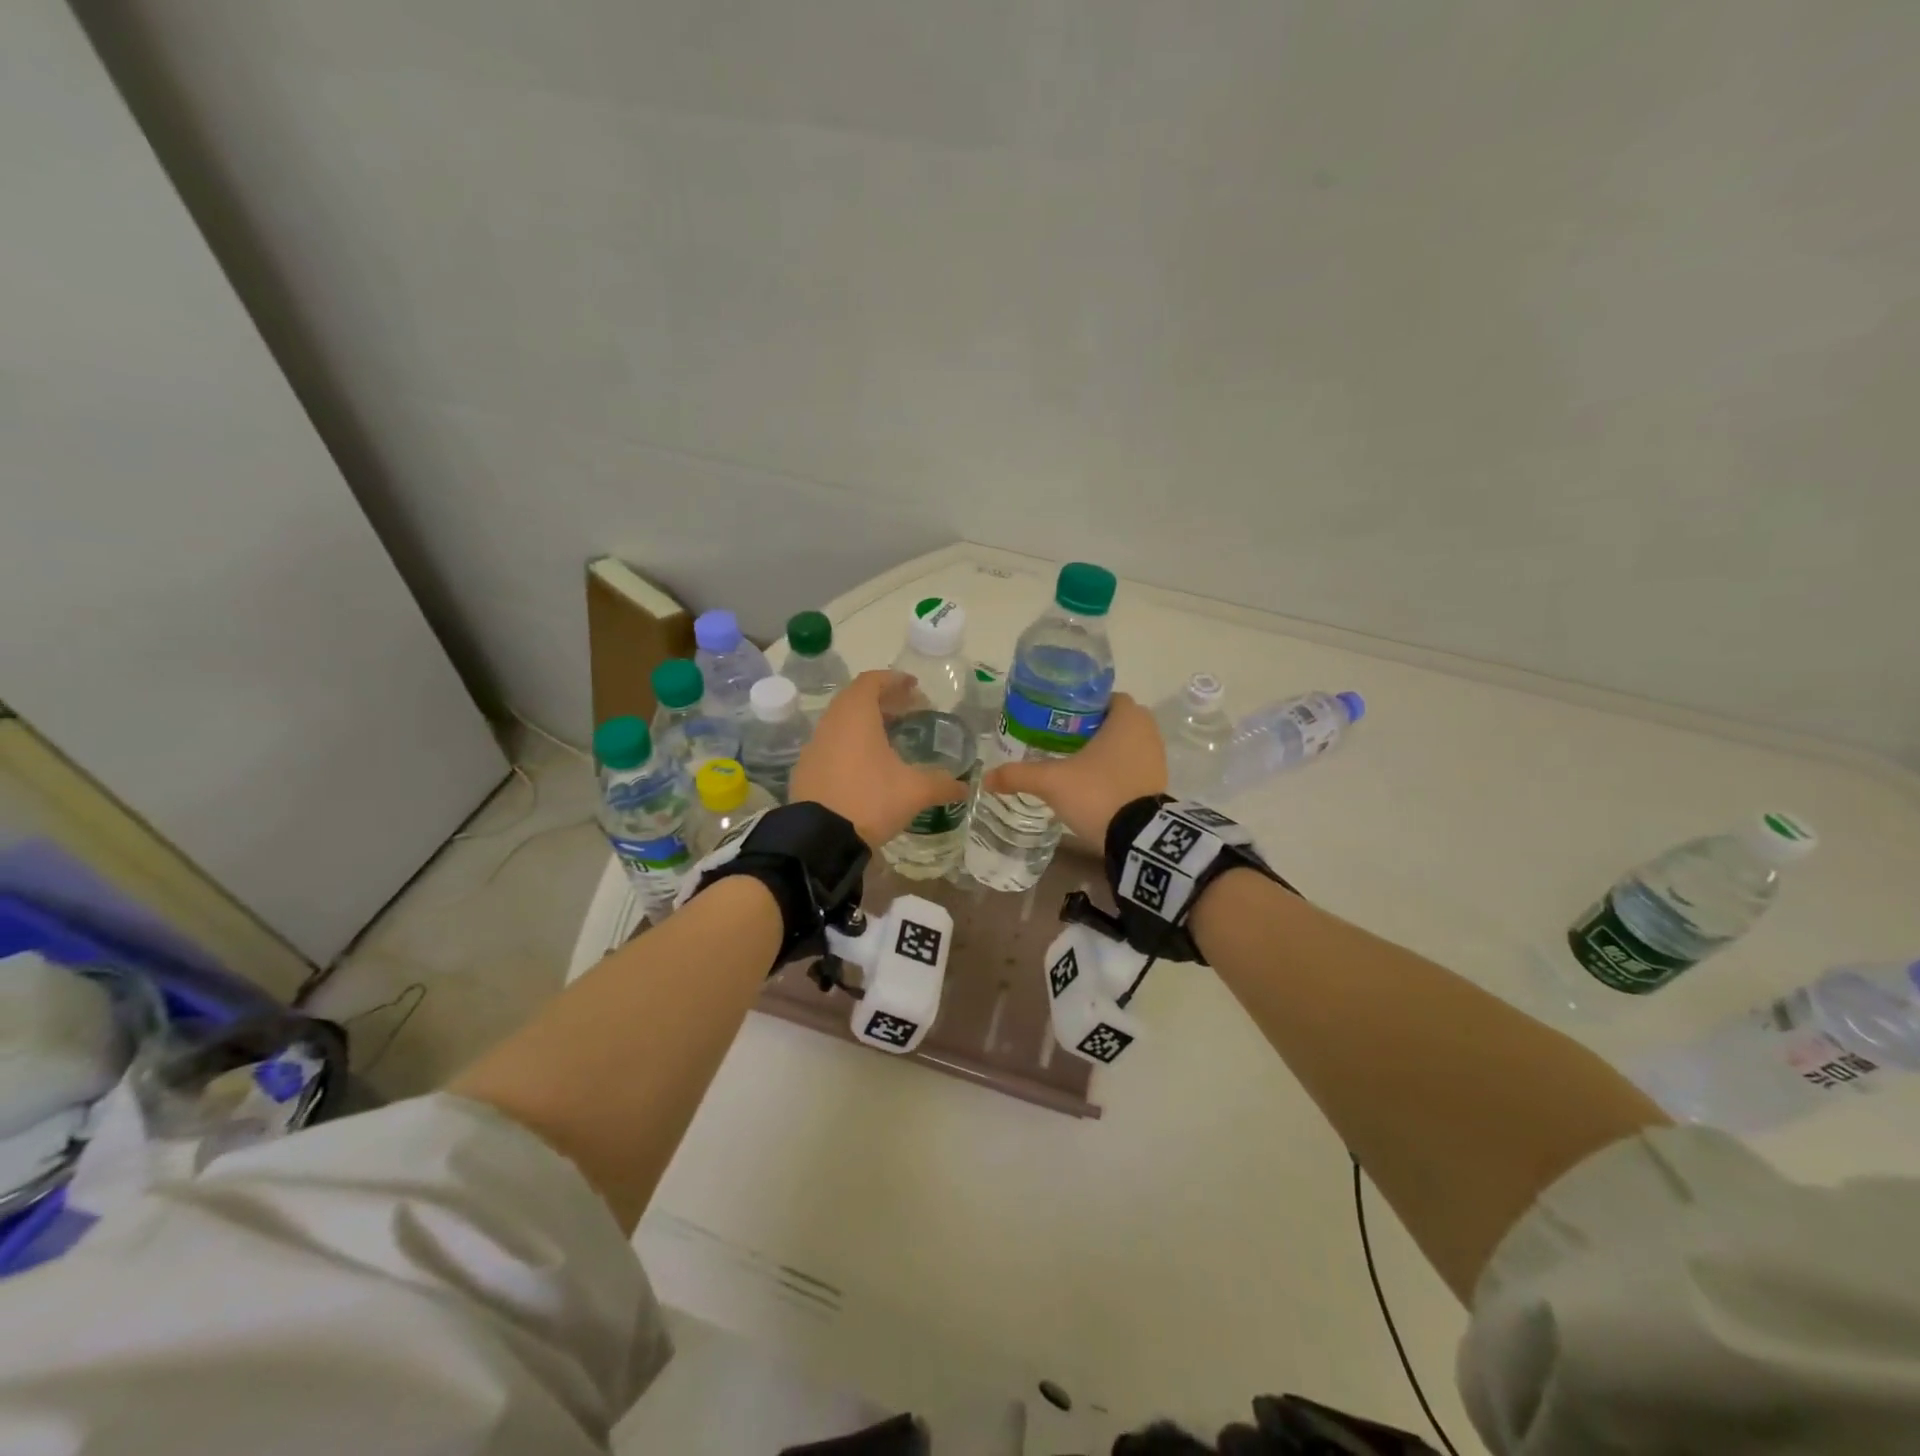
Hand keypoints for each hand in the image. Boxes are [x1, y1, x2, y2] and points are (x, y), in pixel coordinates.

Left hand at [790, 670, 968, 847]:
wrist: (819, 839)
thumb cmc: (870, 800)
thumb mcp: (914, 791)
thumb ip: (941, 784)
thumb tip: (964, 787)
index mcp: (856, 715)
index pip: (872, 681)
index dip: (894, 680)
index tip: (914, 687)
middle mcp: (831, 723)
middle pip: (856, 699)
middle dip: (883, 701)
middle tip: (908, 711)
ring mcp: (814, 746)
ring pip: (842, 722)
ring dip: (866, 723)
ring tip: (890, 738)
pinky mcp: (805, 769)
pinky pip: (831, 745)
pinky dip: (850, 744)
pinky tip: (867, 766)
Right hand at [981, 692, 1165, 843]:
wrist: (1137, 839)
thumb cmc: (1098, 793)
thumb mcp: (1051, 782)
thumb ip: (1018, 775)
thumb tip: (985, 778)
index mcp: (1128, 717)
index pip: (1104, 697)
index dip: (1081, 705)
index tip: (1057, 718)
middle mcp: (1147, 731)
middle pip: (1113, 720)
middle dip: (1089, 728)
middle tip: (1058, 740)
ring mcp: (1156, 758)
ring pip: (1124, 744)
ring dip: (1103, 750)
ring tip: (1071, 761)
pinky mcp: (1157, 783)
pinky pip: (1132, 765)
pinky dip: (1115, 769)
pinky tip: (1091, 782)